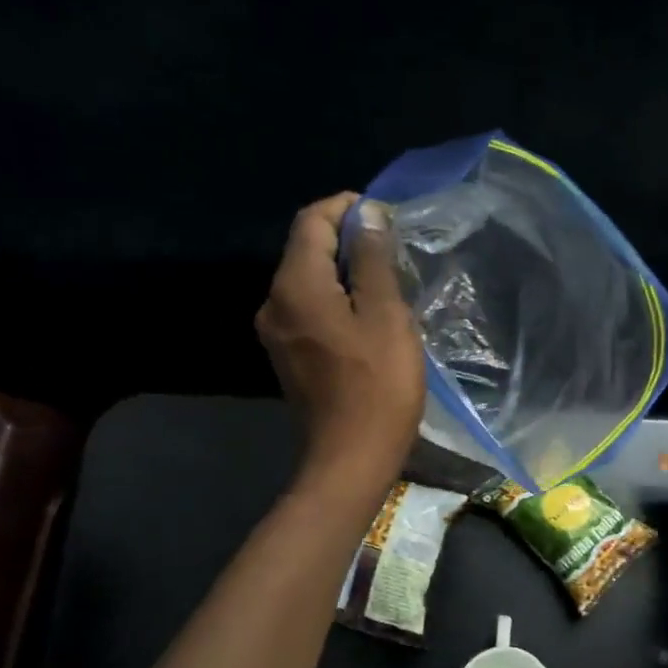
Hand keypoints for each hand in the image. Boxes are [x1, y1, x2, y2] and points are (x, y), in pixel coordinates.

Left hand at [255, 193, 424, 487]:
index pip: (312, 221)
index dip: (347, 208)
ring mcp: (276, 332)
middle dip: (347, 239)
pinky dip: (336, 299)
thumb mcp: (385, 315)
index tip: (385, 216)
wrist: (350, 459)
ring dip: (344, 271)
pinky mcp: (288, 356)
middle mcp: (274, 302)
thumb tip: (367, 214)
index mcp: (295, 286)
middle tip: (393, 249)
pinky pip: (309, 309)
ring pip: (308, 280)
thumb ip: (373, 259)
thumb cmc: (377, 386)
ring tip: (387, 281)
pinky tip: (367, 315)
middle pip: (306, 249)